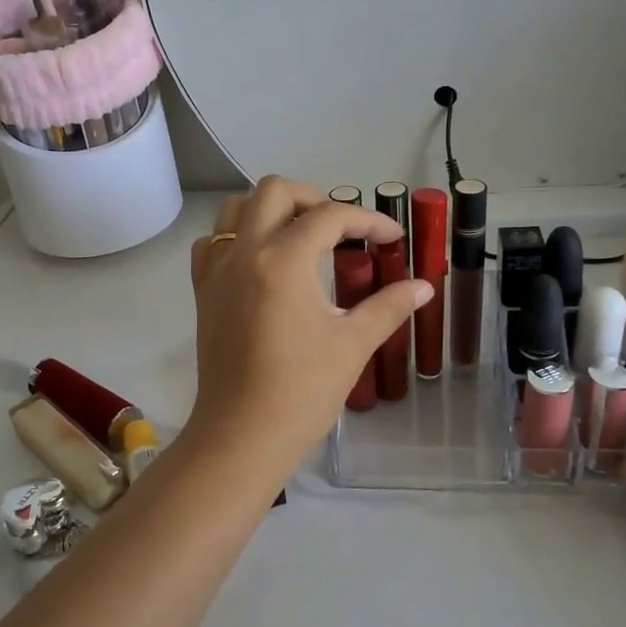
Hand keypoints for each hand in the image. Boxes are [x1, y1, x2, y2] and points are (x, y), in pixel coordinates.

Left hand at [184, 178, 431, 473]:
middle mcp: (245, 252)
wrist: (242, 435)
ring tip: (301, 236)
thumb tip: (422, 286)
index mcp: (283, 260)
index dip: (368, 220)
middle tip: (342, 229)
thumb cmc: (302, 391)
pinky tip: (261, 260)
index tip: (392, 239)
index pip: (330, 217)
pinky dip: (237, 236)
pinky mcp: (203, 291)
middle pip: (275, 191)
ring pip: (237, 209)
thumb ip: (389, 306)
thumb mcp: (353, 344)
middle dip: (314, 198)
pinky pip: (213, 242)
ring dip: (271, 209)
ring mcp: (217, 270)